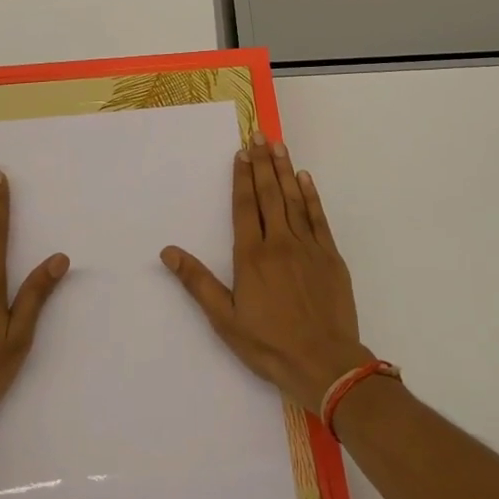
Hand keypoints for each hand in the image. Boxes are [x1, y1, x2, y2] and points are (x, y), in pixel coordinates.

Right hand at [161, 132, 374, 412]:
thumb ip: (198, 282)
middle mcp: (279, 242)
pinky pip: (318, 217)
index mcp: (252, 255)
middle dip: (262, 162)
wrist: (325, 363)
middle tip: (260, 134)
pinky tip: (306, 178)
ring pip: (294, 199)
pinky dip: (311, 195)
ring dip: (285, 170)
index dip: (242, 176)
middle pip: (269, 194)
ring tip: (279, 145)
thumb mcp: (225, 319)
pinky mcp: (330, 256)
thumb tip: (169, 252)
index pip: (245, 205)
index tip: (242, 151)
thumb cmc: (269, 344)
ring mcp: (308, 247)